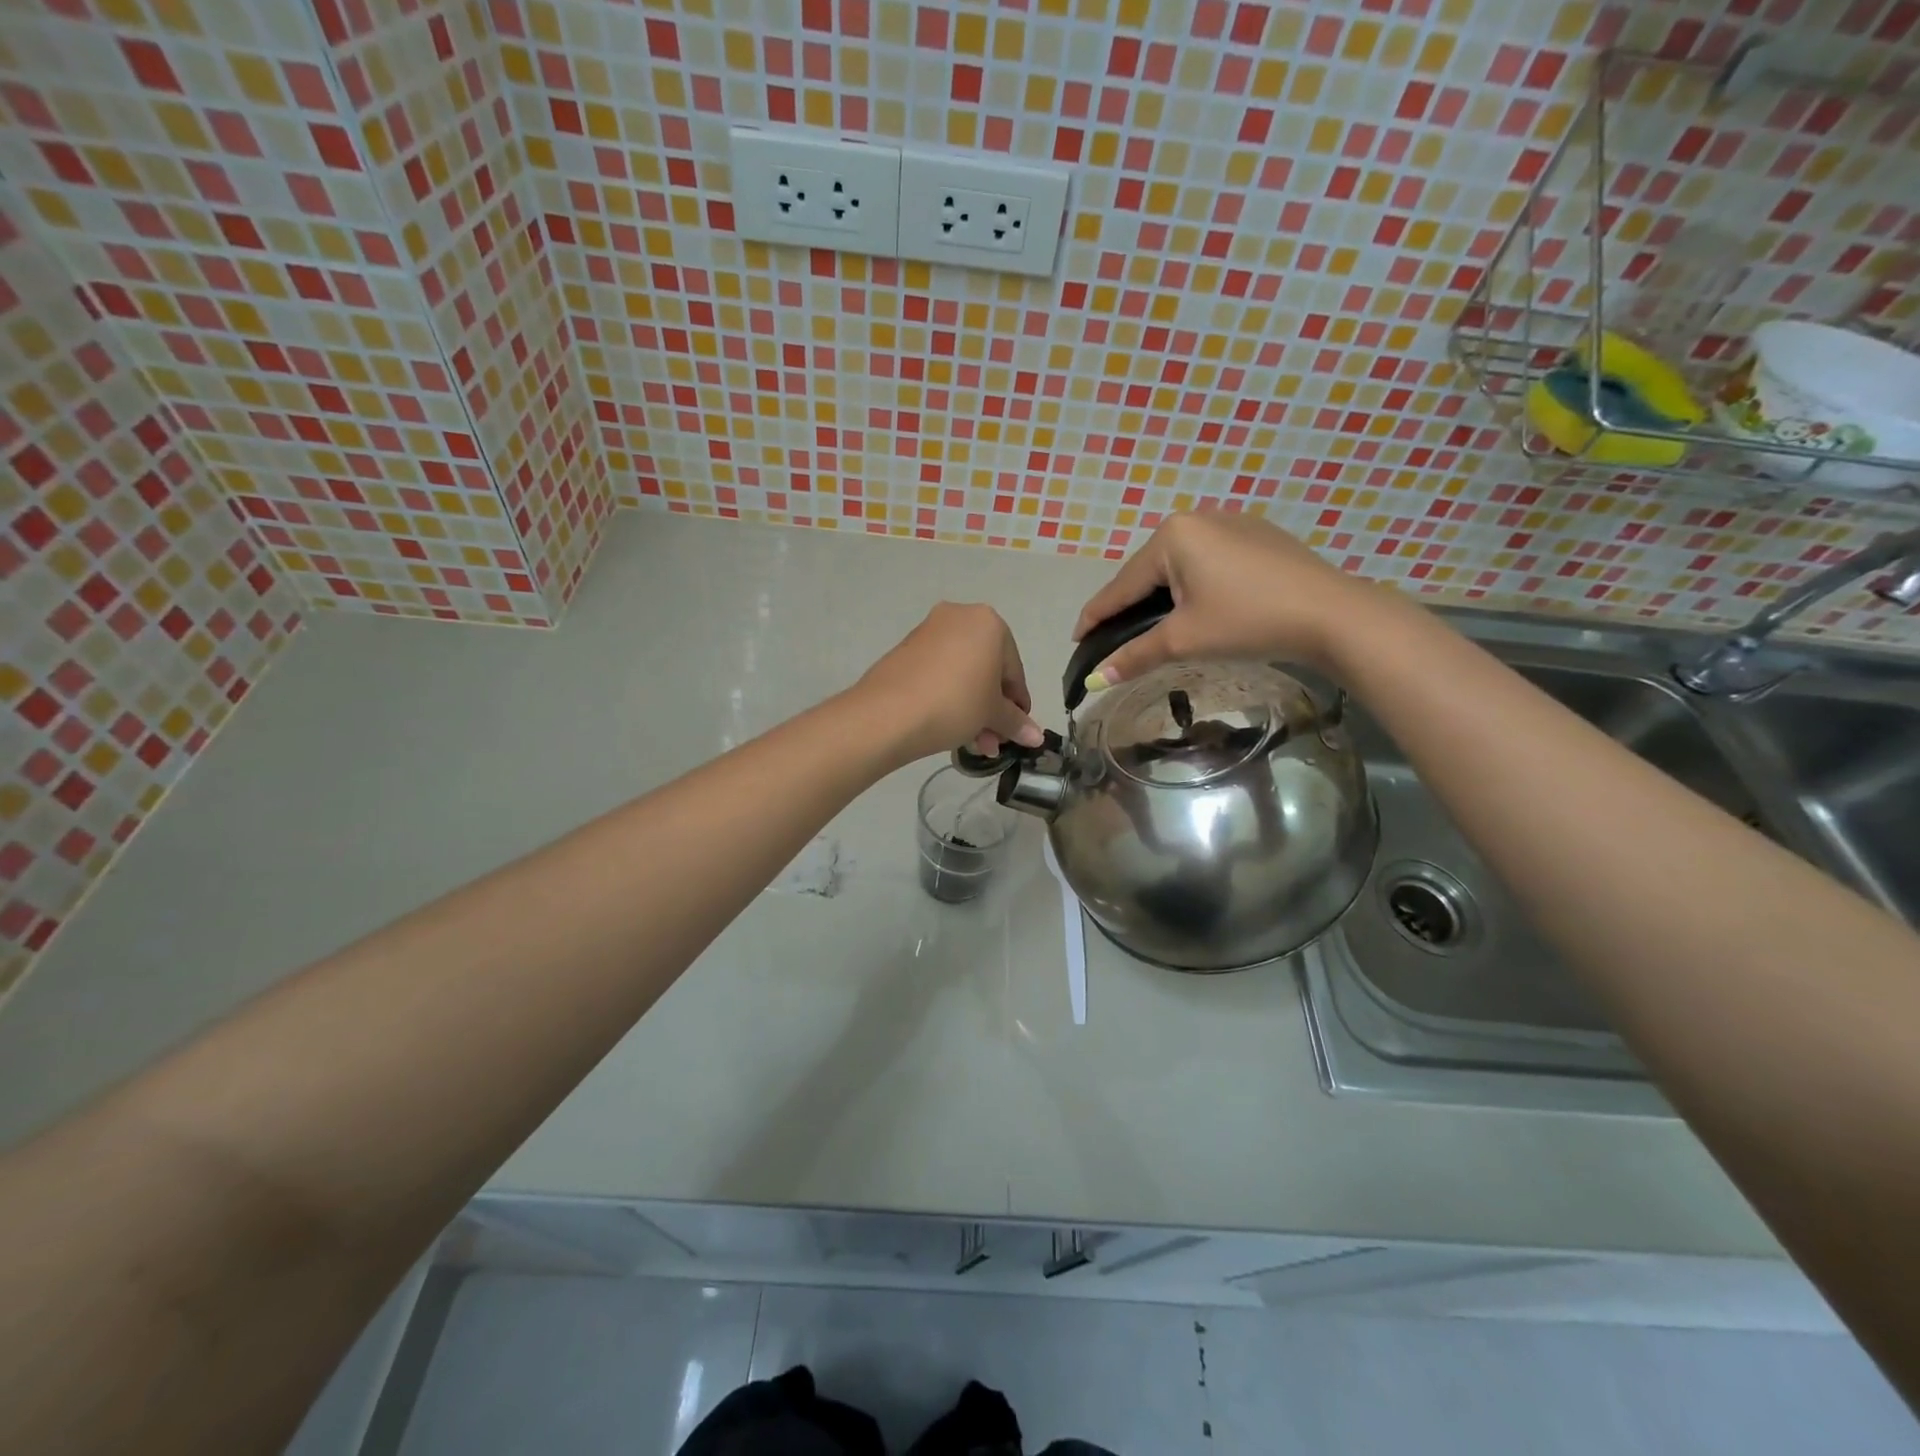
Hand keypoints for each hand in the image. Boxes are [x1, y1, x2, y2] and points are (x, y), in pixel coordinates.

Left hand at [856, 603, 1044, 762]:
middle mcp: (960, 616)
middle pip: (987, 669)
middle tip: (992, 742)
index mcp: (989, 623)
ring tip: (972, 743)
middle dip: (992, 709)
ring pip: (962, 673)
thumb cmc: (955, 704)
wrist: (889, 713)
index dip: (1018, 705)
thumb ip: (1016, 722)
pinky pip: (938, 673)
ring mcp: (929, 631)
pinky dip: (948, 696)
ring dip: (972, 708)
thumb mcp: (992, 715)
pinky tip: (949, 727)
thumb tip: (1036, 736)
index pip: (1014, 670)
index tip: (1017, 730)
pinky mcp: (905, 648)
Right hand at [1072, 510, 1377, 687]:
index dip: (1096, 615)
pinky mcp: (1258, 535)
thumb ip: (1135, 655)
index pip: (1121, 585)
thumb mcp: (1184, 640)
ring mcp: (1231, 523)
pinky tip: (1201, 607)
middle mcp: (1197, 518)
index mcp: (1172, 536)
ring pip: (1180, 566)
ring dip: (1164, 596)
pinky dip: (1195, 586)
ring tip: (1156, 626)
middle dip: (1132, 605)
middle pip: (1149, 571)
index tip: (1077, 637)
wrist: (1332, 614)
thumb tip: (1095, 681)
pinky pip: (1209, 561)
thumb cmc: (1248, 621)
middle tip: (1117, 638)